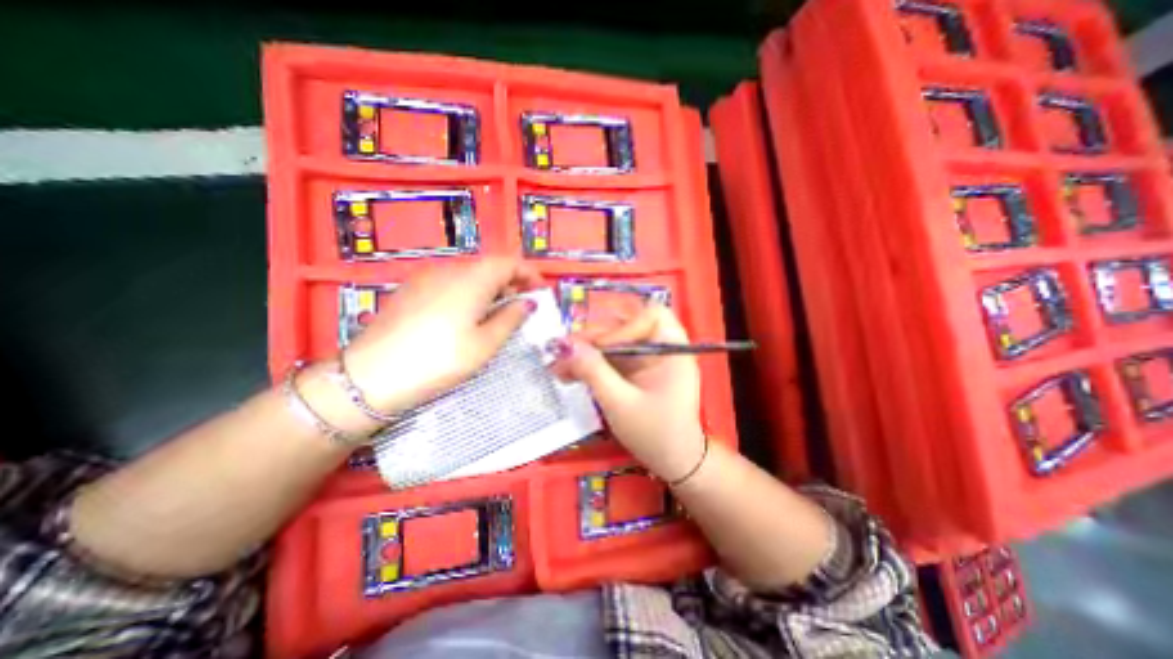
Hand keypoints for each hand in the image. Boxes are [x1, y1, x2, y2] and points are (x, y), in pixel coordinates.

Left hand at [340, 254, 539, 413]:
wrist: (371, 376)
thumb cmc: (440, 360)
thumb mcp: (485, 344)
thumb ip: (511, 318)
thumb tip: (527, 302)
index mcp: (472, 279)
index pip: (509, 262)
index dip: (529, 273)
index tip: (541, 292)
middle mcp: (449, 270)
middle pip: (489, 266)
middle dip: (511, 282)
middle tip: (523, 306)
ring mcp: (426, 278)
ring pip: (469, 274)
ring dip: (490, 288)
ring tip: (497, 313)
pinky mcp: (411, 290)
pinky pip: (450, 283)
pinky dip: (469, 292)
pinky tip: (466, 316)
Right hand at [554, 307, 704, 480]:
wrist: (673, 463)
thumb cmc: (655, 434)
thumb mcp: (620, 403)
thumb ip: (593, 371)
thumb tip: (564, 345)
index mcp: (672, 349)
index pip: (649, 315)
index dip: (623, 326)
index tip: (599, 346)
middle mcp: (661, 348)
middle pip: (625, 326)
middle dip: (593, 339)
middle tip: (563, 351)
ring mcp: (647, 359)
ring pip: (613, 342)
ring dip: (586, 352)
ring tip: (559, 366)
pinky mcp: (635, 371)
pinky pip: (611, 359)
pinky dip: (591, 364)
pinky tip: (569, 374)